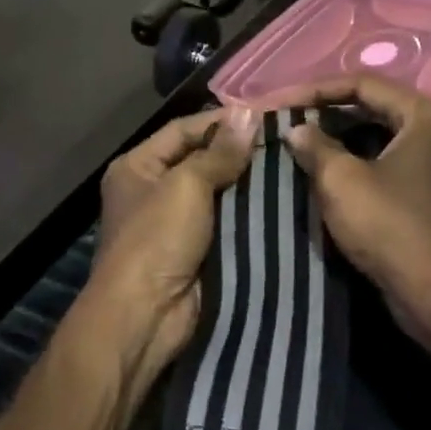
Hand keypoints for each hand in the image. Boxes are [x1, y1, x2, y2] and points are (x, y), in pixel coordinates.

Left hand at [82, 107, 258, 396]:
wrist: (145, 316)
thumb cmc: (157, 239)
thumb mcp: (186, 185)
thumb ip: (219, 152)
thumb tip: (249, 113)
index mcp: (138, 166)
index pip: (183, 130)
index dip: (222, 121)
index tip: (266, 116)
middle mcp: (153, 191)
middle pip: (202, 161)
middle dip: (240, 153)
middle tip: (286, 141)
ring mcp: (175, 224)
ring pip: (220, 194)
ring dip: (250, 185)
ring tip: (293, 167)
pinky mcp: (198, 251)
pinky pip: (228, 224)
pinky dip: (251, 215)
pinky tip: (284, 202)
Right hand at [270, 75, 430, 352]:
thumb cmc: (392, 228)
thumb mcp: (343, 181)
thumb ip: (315, 146)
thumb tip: (296, 129)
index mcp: (424, 115)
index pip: (362, 83)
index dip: (314, 90)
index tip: (277, 104)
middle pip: (371, 107)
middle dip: (325, 114)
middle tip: (284, 123)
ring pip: (375, 138)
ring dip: (336, 141)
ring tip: (295, 147)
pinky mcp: (426, 194)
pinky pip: (383, 165)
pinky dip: (352, 165)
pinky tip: (320, 176)